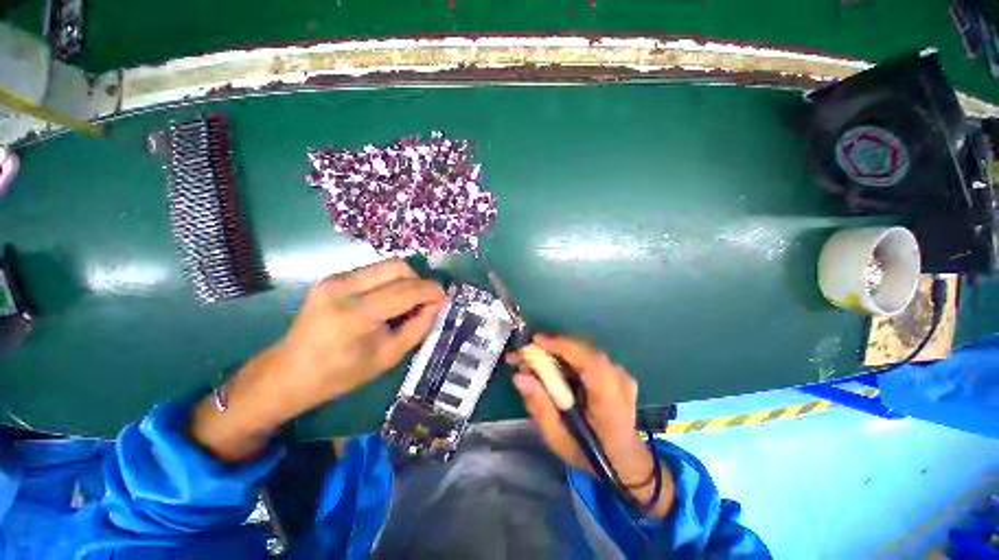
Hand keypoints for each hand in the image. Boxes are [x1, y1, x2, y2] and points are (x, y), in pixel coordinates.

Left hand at [191, 259, 446, 462]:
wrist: (290, 372)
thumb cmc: (342, 373)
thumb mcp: (389, 356)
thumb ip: (419, 326)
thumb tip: (437, 304)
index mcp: (356, 314)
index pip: (407, 290)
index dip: (432, 291)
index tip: (444, 299)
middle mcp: (343, 287)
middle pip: (398, 266)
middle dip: (419, 281)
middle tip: (425, 301)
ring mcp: (334, 279)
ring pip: (387, 265)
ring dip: (405, 280)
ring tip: (407, 302)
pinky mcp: (332, 277)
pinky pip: (374, 271)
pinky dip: (390, 282)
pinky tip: (388, 300)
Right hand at [510, 335, 673, 518]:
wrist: (625, 459)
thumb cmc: (590, 454)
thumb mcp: (559, 439)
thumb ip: (540, 407)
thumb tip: (519, 376)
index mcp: (610, 402)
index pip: (591, 363)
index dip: (563, 347)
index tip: (535, 341)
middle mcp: (620, 381)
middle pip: (583, 351)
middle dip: (549, 348)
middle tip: (521, 354)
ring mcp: (620, 373)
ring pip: (582, 352)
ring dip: (554, 352)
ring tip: (529, 359)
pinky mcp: (615, 370)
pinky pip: (586, 357)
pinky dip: (565, 357)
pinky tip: (548, 364)